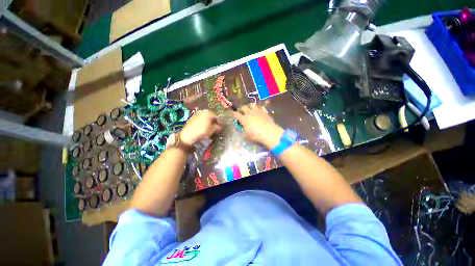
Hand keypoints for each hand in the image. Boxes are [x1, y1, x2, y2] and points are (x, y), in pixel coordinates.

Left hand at [180, 110, 221, 145]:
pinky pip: (199, 120)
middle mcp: (202, 111)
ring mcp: (196, 114)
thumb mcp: (212, 130)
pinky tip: (201, 128)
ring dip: (207, 122)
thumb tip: (219, 126)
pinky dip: (201, 123)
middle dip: (212, 121)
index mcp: (208, 112)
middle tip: (214, 128)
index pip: (216, 116)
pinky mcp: (191, 118)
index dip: (218, 122)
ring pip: (204, 118)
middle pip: (210, 116)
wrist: (188, 135)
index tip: (219, 127)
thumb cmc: (202, 131)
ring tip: (208, 129)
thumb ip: (217, 127)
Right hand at [232, 104, 283, 148]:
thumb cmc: (256, 135)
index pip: (236, 114)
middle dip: (241, 108)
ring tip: (250, 109)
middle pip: (244, 107)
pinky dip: (258, 108)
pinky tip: (258, 111)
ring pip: (252, 105)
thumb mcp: (247, 136)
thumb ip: (244, 131)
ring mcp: (257, 111)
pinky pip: (260, 107)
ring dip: (250, 106)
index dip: (233, 113)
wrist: (269, 132)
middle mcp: (250, 113)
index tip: (232, 113)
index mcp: (244, 119)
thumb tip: (243, 128)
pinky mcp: (264, 112)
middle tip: (241, 111)